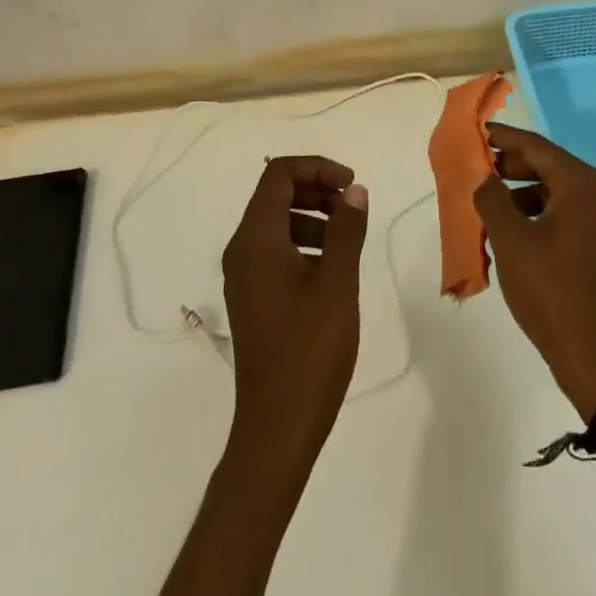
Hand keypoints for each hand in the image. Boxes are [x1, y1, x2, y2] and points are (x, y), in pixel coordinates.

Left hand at [221, 156, 369, 475]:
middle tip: (353, 207)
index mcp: (256, 239)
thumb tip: (353, 190)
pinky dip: (303, 242)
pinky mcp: (252, 297)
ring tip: (348, 237)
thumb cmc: (309, 351)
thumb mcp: (337, 283)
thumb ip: (346, 230)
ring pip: (276, 223)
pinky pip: (275, 251)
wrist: (276, 427)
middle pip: (274, 194)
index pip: (278, 174)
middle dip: (316, 189)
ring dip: (312, 216)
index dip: (317, 167)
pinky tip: (332, 267)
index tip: (352, 185)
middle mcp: (242, 250)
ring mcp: (243, 276)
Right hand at [475, 124, 595, 416]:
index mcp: (581, 185)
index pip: (536, 147)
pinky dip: (536, 214)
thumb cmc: (549, 289)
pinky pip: (564, 214)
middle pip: (548, 166)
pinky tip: (511, 232)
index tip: (476, 132)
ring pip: (555, 192)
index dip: (503, 138)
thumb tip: (485, 178)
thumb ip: (491, 198)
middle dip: (510, 166)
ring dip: (520, 193)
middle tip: (476, 169)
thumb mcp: (510, 240)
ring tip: (488, 204)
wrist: (594, 355)